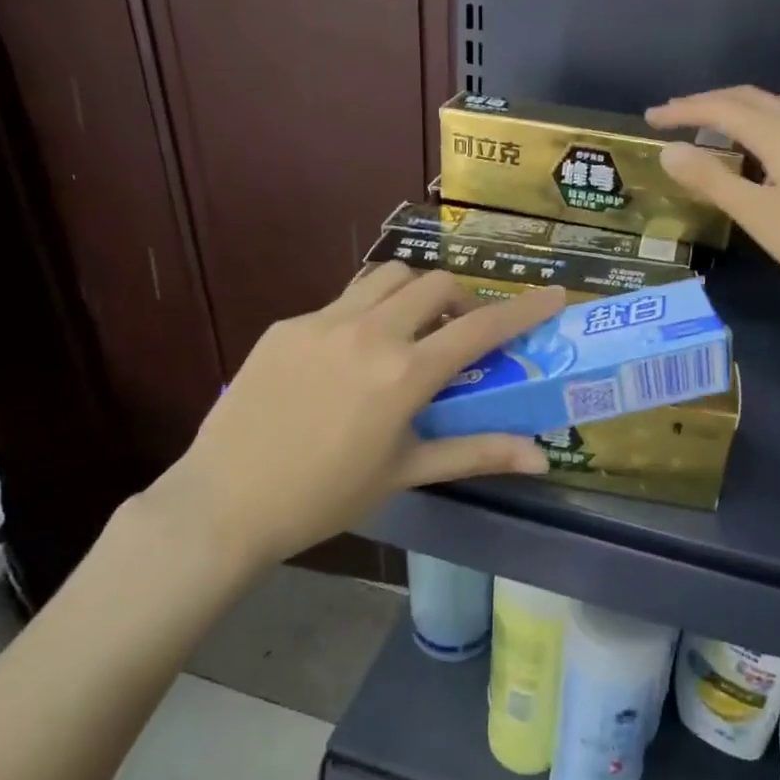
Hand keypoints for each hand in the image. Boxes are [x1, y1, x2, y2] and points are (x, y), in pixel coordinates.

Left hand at [141, 267, 564, 575]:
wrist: (225, 502)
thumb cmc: (325, 496)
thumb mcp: (406, 472)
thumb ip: (475, 453)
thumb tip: (540, 457)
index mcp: (404, 373)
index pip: (481, 328)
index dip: (524, 309)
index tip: (554, 294)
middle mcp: (369, 333)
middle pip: (436, 283)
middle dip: (462, 300)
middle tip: (461, 333)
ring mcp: (322, 322)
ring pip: (387, 277)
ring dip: (415, 293)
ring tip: (411, 331)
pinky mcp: (287, 325)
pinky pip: (342, 301)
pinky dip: (367, 313)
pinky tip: (352, 357)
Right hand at [648, 86, 779, 306]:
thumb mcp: (758, 214)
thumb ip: (712, 180)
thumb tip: (669, 151)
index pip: (721, 108)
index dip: (682, 111)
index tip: (650, 119)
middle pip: (747, 97)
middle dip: (705, 103)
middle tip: (671, 117)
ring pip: (769, 107)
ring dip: (732, 110)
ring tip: (704, 127)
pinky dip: (755, 124)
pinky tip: (752, 148)